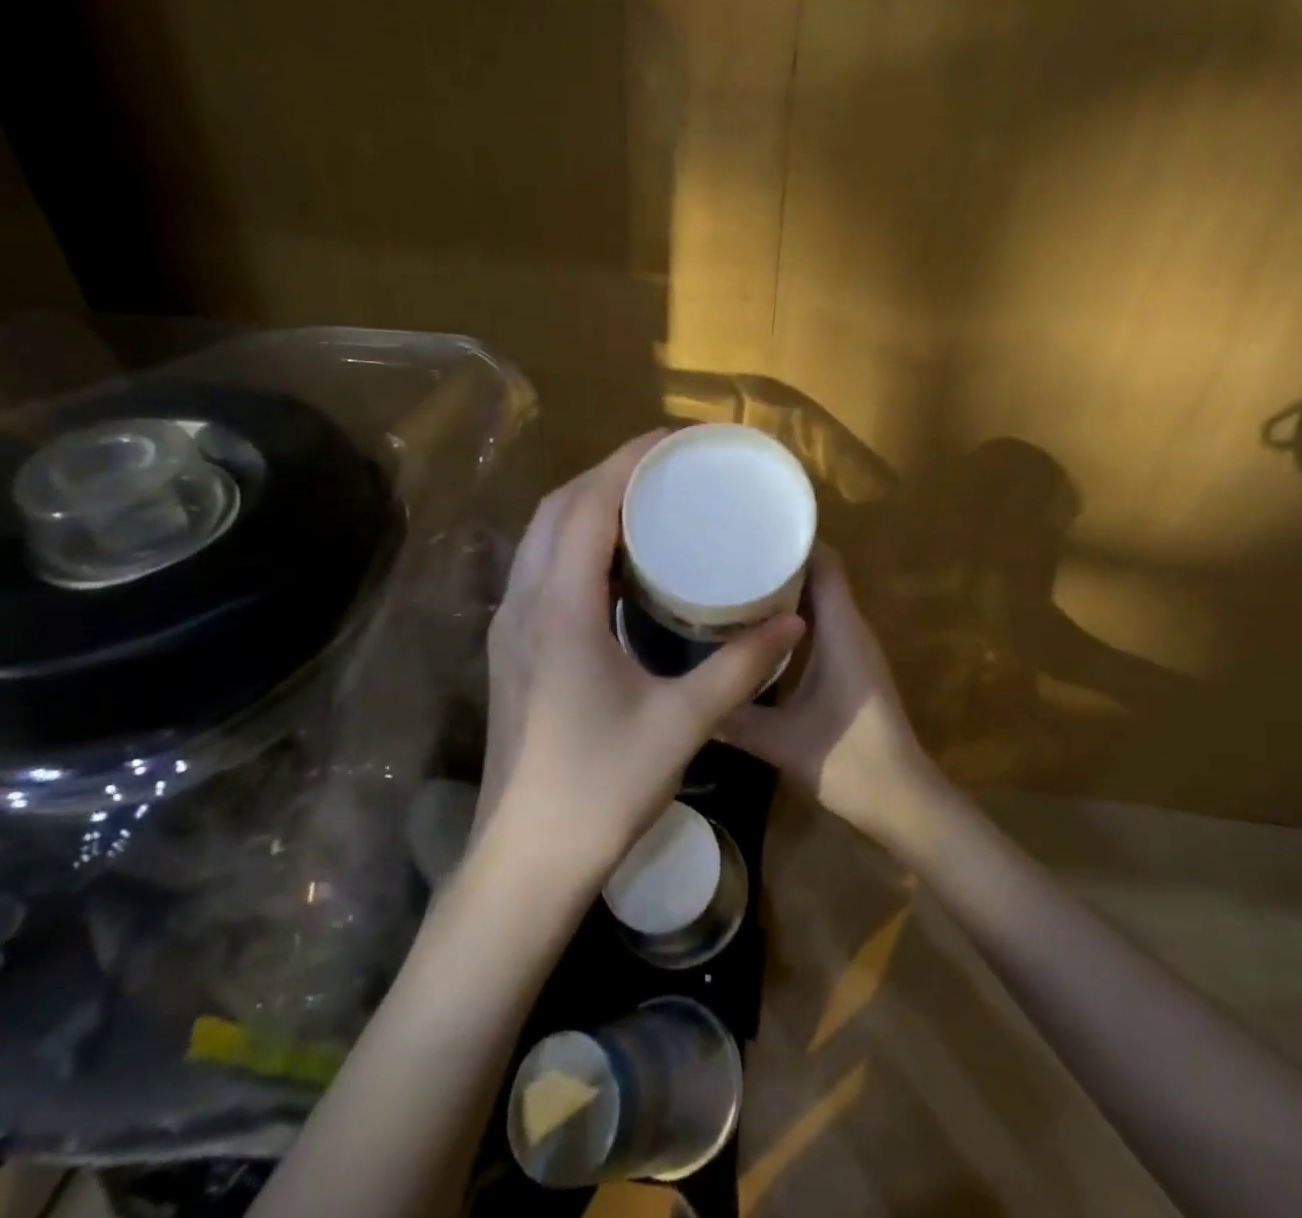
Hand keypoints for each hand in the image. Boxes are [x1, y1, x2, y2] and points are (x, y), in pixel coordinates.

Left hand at [478, 431, 805, 890]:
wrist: (525, 860)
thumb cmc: (601, 788)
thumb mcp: (682, 723)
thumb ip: (741, 667)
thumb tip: (793, 620)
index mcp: (560, 607)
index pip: (589, 505)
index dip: (628, 462)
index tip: (673, 440)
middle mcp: (524, 603)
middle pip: (559, 509)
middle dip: (609, 475)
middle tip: (665, 469)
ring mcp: (508, 627)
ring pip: (542, 538)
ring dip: (587, 507)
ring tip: (644, 504)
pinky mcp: (511, 650)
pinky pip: (540, 569)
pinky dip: (575, 544)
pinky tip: (614, 566)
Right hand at [725, 546, 941, 843]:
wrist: (902, 801)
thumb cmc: (848, 761)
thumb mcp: (780, 740)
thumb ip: (733, 717)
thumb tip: (687, 698)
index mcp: (842, 631)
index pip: (825, 564)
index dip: (793, 541)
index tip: (752, 531)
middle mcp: (852, 630)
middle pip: (820, 575)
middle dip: (779, 562)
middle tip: (731, 555)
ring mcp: (854, 649)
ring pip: (820, 600)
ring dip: (785, 589)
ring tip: (736, 583)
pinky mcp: (851, 668)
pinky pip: (822, 624)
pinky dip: (793, 617)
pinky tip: (758, 630)